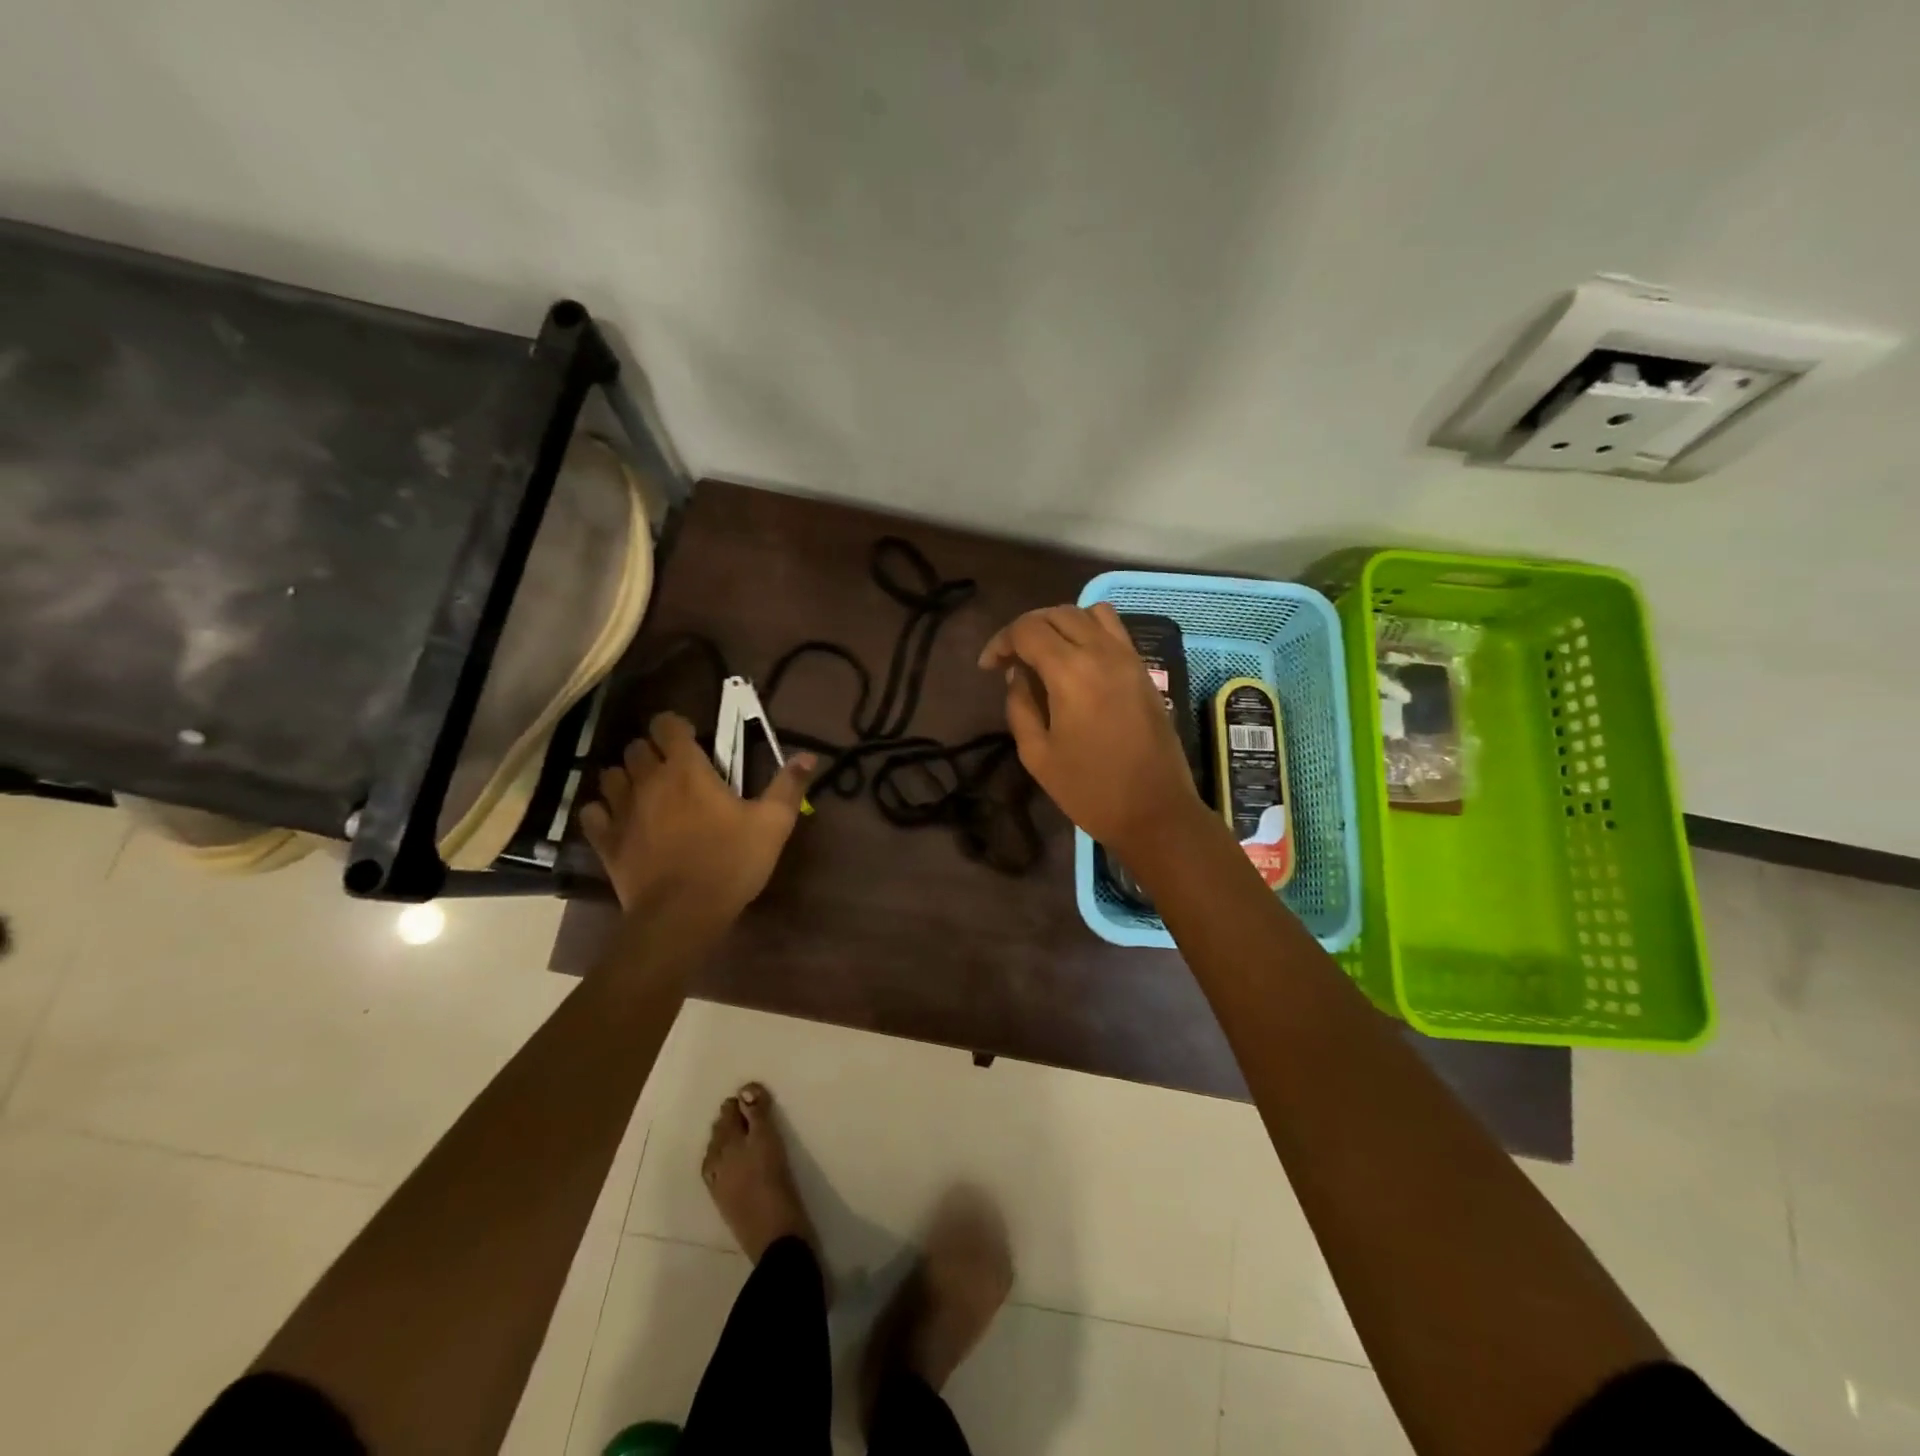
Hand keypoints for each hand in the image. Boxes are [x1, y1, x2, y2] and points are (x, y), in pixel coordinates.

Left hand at [579, 712, 815, 923]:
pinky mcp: (606, 841)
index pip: (666, 725)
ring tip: (646, 792)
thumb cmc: (730, 863)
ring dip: (626, 777)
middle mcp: (648, 780)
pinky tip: (619, 820)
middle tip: (673, 769)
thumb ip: (788, 786)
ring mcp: (621, 810)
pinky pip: (592, 812)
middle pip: (635, 747)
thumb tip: (808, 756)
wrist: (682, 915)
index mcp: (686, 770)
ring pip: (610, 775)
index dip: (675, 726)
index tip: (691, 739)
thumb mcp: (772, 824)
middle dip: (652, 751)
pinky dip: (602, 811)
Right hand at [978, 603, 1204, 857]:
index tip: (988, 667)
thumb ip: (1020, 706)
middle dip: (1026, 628)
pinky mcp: (1143, 669)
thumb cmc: (1089, 789)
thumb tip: (1018, 675)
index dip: (1001, 641)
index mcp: (1070, 673)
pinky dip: (1088, 630)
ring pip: (1088, 613)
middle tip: (1010, 659)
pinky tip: (1077, 660)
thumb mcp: (1037, 755)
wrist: (1155, 811)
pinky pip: (1114, 629)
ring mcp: (1128, 657)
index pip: (1027, 630)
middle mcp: (1102, 652)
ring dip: (1059, 623)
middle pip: (1057, 613)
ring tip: (1045, 653)